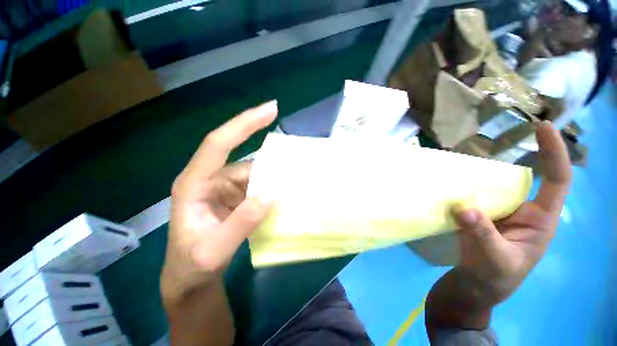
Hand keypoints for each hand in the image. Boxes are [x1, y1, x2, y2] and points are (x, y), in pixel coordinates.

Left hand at [160, 101, 277, 307]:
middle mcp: (210, 179)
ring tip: (297, 177)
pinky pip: (258, 185)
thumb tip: (273, 192)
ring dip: (275, 175)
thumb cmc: (192, 266)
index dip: (245, 123)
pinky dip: (273, 186)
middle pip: (245, 158)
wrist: (191, 280)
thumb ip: (243, 222)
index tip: (272, 109)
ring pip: (256, 173)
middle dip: (271, 156)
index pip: (219, 142)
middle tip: (297, 156)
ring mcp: (225, 188)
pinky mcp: (236, 197)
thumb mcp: (213, 251)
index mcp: (194, 183)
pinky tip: (285, 192)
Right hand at [426, 122, 570, 338]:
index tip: (541, 127)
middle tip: (493, 137)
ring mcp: (496, 213)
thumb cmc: (493, 280)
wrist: (471, 289)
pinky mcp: (476, 216)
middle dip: (513, 156)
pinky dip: (463, 186)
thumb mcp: (494, 262)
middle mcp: (521, 212)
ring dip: (481, 172)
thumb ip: (483, 235)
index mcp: (539, 221)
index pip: (555, 181)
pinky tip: (449, 181)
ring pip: (493, 186)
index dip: (553, 153)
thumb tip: (464, 208)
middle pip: (522, 178)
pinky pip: (472, 195)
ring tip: (464, 159)